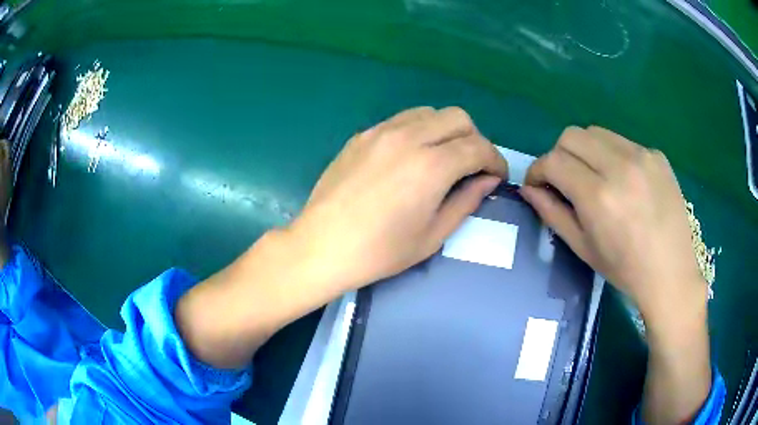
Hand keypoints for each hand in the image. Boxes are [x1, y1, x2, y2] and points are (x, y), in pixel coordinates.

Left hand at [177, 106, 506, 368]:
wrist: (322, 245)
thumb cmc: (380, 251)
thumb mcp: (433, 235)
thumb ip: (466, 201)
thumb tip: (487, 180)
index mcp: (432, 165)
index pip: (478, 147)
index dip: (495, 160)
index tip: (497, 176)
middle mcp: (410, 137)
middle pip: (458, 118)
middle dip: (474, 139)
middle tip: (472, 167)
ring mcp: (382, 131)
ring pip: (430, 113)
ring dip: (446, 131)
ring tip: (443, 158)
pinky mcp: (363, 135)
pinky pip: (402, 120)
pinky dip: (419, 130)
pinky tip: (411, 156)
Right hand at [521, 126, 711, 423]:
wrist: (671, 273)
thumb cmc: (625, 270)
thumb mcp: (583, 248)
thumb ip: (553, 214)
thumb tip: (529, 190)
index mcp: (599, 196)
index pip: (553, 161)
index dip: (538, 170)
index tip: (538, 184)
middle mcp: (619, 166)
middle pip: (571, 136)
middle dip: (559, 155)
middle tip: (565, 180)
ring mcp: (642, 156)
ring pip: (596, 133)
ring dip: (585, 151)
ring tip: (595, 177)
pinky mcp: (657, 155)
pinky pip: (622, 142)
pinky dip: (613, 155)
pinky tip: (624, 181)